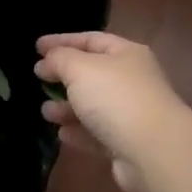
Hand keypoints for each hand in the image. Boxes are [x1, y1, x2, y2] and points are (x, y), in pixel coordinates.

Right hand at [34, 31, 191, 191]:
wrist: (155, 151)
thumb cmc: (115, 98)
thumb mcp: (79, 68)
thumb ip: (59, 59)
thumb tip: (46, 62)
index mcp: (126, 54)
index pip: (91, 40)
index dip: (62, 41)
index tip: (36, 47)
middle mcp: (132, 80)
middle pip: (92, 74)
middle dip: (63, 77)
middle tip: (39, 80)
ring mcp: (132, 114)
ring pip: (93, 106)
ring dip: (67, 107)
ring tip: (46, 112)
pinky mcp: (128, 144)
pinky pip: (98, 134)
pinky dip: (79, 132)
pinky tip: (62, 134)